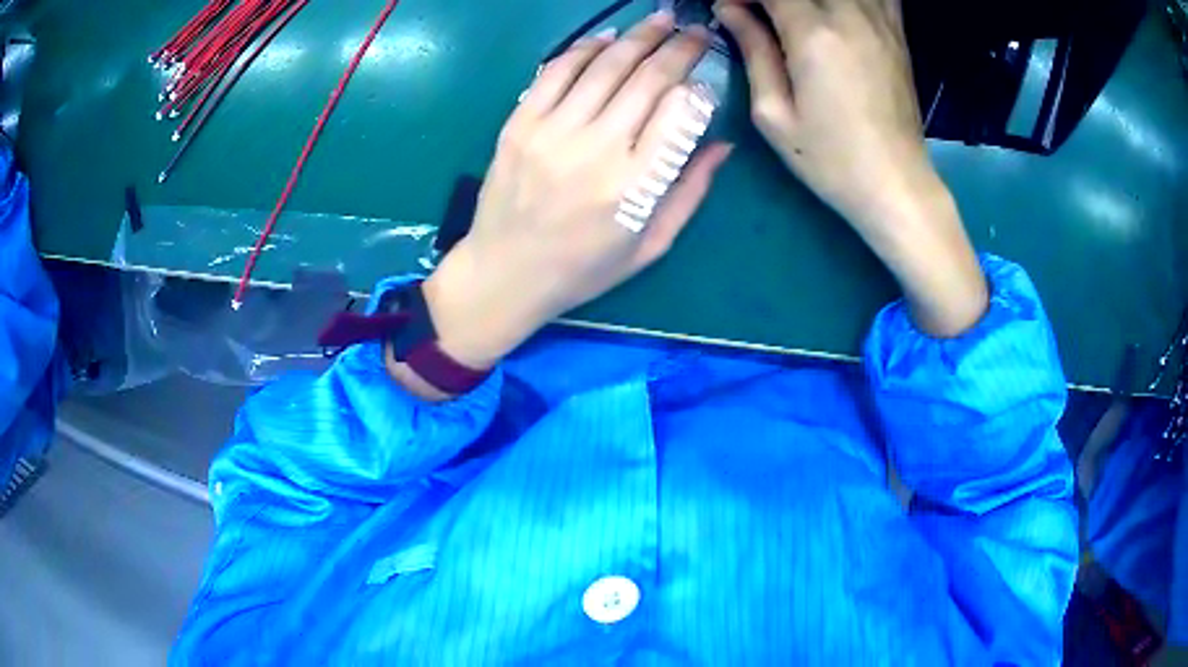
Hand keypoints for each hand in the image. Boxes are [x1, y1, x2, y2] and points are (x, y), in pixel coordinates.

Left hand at [422, 12, 731, 371]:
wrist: (503, 274)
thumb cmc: (583, 269)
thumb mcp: (649, 246)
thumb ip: (688, 193)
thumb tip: (722, 145)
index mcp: (634, 187)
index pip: (679, 113)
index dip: (697, 86)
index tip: (707, 75)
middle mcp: (595, 150)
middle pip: (646, 80)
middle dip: (678, 47)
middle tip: (696, 30)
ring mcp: (552, 132)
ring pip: (604, 67)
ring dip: (638, 37)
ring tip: (661, 19)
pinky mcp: (519, 124)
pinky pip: (556, 72)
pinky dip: (584, 48)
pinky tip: (607, 38)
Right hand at [716, 0, 987, 336]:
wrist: (896, 184)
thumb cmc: (831, 159)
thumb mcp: (774, 114)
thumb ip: (753, 50)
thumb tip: (728, 9)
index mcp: (814, 34)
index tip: (728, 8)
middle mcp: (849, 15)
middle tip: (758, 15)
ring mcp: (879, 22)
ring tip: (794, 17)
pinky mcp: (897, 33)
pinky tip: (833, 13)